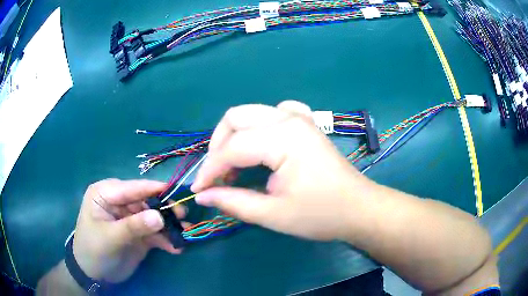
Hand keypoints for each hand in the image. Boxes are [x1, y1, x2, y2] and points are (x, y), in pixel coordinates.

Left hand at [72, 179, 184, 282]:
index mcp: (105, 193)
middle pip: (146, 201)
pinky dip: (165, 239)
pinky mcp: (138, 233)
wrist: (94, 274)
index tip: (176, 191)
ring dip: (169, 226)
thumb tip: (159, 216)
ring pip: (153, 217)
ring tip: (185, 233)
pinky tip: (175, 248)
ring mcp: (130, 218)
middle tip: (183, 216)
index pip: (132, 188)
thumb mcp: (110, 237)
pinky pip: (155, 233)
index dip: (153, 189)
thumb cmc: (93, 250)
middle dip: (164, 209)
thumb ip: (133, 226)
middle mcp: (119, 202)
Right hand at [191, 101, 374, 240]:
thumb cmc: (321, 215)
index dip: (209, 170)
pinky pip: (275, 112)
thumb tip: (202, 195)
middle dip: (218, 146)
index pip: (231, 148)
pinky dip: (260, 126)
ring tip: (233, 164)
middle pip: (236, 117)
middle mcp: (289, 118)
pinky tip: (262, 143)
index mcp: (283, 138)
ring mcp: (300, 117)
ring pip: (252, 113)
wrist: (358, 208)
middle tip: (217, 175)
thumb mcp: (273, 214)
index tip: (199, 190)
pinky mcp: (306, 123)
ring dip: (235, 135)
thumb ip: (233, 202)